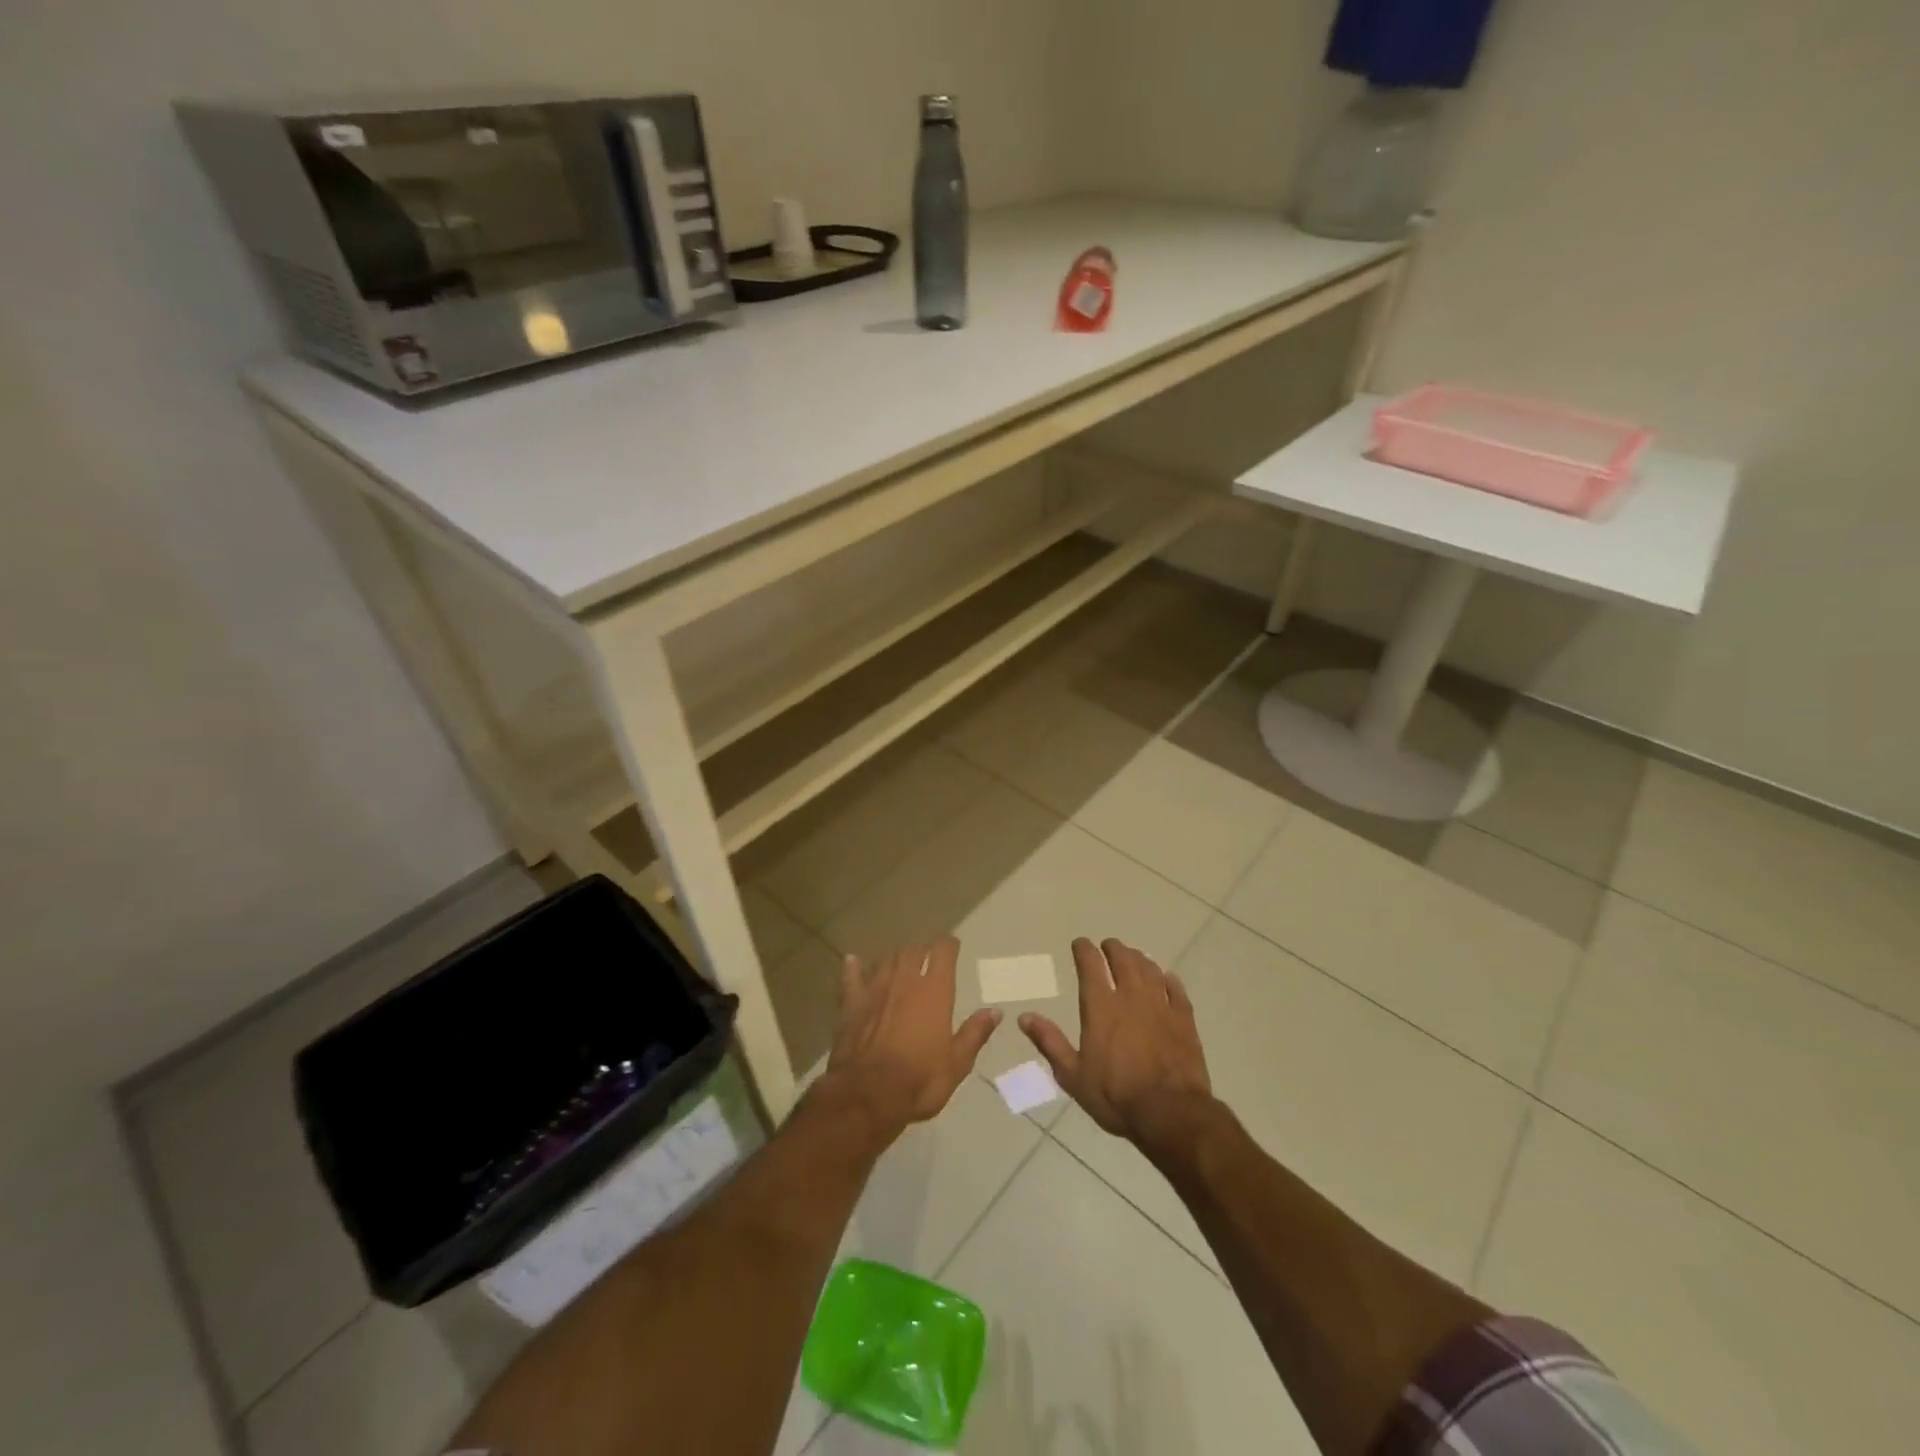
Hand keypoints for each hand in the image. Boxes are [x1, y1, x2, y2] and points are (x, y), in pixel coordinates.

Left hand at [821, 938, 999, 1139]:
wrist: (868, 1095)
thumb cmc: (919, 1080)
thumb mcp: (957, 1064)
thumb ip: (975, 1034)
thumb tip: (995, 1011)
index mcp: (934, 992)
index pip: (943, 953)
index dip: (948, 946)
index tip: (952, 946)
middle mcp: (905, 981)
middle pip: (913, 951)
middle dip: (922, 951)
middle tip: (927, 958)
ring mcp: (875, 990)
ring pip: (886, 960)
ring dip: (895, 958)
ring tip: (900, 963)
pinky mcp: (851, 1004)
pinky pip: (851, 978)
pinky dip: (853, 968)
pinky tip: (853, 961)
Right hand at [1020, 938, 1211, 1141]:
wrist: (1170, 1113)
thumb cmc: (1115, 1096)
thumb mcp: (1072, 1075)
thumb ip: (1049, 1042)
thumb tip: (1024, 1017)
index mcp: (1101, 1007)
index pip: (1090, 964)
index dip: (1083, 949)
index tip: (1080, 943)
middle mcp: (1130, 997)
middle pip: (1123, 959)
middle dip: (1113, 948)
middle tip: (1108, 946)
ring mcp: (1160, 1005)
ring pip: (1150, 969)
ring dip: (1139, 959)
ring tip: (1134, 956)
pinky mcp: (1184, 1019)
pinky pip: (1176, 990)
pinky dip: (1170, 980)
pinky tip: (1168, 978)